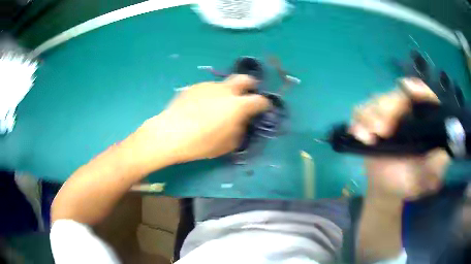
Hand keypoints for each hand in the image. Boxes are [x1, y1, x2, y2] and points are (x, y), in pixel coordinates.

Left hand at [129, 75, 269, 170]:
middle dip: (251, 85)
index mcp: (238, 105)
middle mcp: (226, 90)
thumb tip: (242, 122)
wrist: (171, 134)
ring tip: (218, 106)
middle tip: (247, 95)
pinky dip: (212, 95)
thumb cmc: (201, 143)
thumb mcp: (227, 144)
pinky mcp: (195, 87)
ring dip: (228, 92)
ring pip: (225, 84)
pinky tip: (201, 107)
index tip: (264, 108)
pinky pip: (209, 88)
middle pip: (245, 79)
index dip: (265, 104)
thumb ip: (240, 131)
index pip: (260, 100)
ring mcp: (209, 86)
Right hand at [350, 78, 449, 199]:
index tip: (410, 90)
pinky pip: (359, 113)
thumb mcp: (426, 180)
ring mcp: (386, 115)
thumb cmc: (409, 182)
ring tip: (372, 137)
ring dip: (371, 116)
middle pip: (396, 94)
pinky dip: (358, 123)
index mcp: (423, 120)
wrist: (387, 190)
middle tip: (383, 130)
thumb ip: (436, 168)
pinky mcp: (369, 123)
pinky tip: (361, 138)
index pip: (423, 95)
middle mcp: (406, 112)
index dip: (418, 89)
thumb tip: (444, 152)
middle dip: (388, 107)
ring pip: (376, 100)